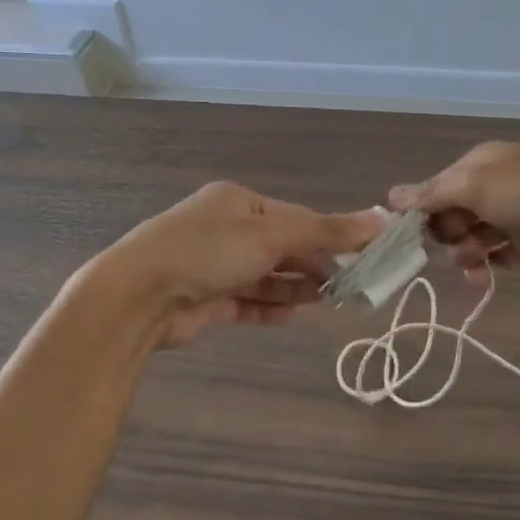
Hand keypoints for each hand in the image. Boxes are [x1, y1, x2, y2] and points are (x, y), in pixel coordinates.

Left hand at [95, 182, 383, 346]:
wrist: (138, 297)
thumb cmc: (207, 251)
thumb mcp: (271, 235)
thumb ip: (326, 230)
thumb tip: (382, 219)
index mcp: (239, 203)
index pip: (297, 217)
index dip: (331, 235)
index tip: (364, 255)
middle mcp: (227, 230)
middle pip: (283, 246)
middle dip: (314, 264)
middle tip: (350, 284)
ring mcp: (215, 265)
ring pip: (267, 276)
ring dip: (296, 288)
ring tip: (329, 301)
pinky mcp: (207, 299)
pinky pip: (248, 301)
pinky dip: (270, 307)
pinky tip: (293, 316)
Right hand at [389, 141, 519, 279]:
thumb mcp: (477, 186)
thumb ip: (432, 194)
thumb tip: (390, 197)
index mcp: (477, 166)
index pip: (434, 189)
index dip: (421, 212)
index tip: (410, 235)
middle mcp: (490, 189)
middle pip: (448, 216)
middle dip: (445, 233)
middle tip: (458, 240)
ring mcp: (508, 219)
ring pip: (466, 240)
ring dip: (463, 253)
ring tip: (476, 260)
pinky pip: (490, 259)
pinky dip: (482, 267)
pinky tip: (482, 277)